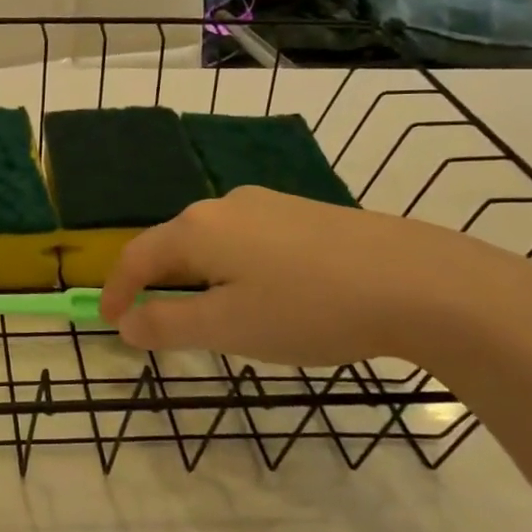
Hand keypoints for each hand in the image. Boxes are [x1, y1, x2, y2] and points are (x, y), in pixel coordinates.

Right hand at [98, 186, 531, 367]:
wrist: (421, 282)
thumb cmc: (309, 308)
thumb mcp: (228, 327)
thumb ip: (167, 324)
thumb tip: (126, 323)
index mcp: (197, 229)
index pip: (136, 257)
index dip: (117, 291)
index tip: (111, 323)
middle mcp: (224, 205)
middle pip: (172, 245)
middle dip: (158, 285)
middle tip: (160, 324)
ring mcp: (268, 204)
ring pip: (212, 243)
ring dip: (198, 278)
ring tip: (214, 316)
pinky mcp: (304, 213)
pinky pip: (247, 241)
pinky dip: (234, 270)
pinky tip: (265, 296)